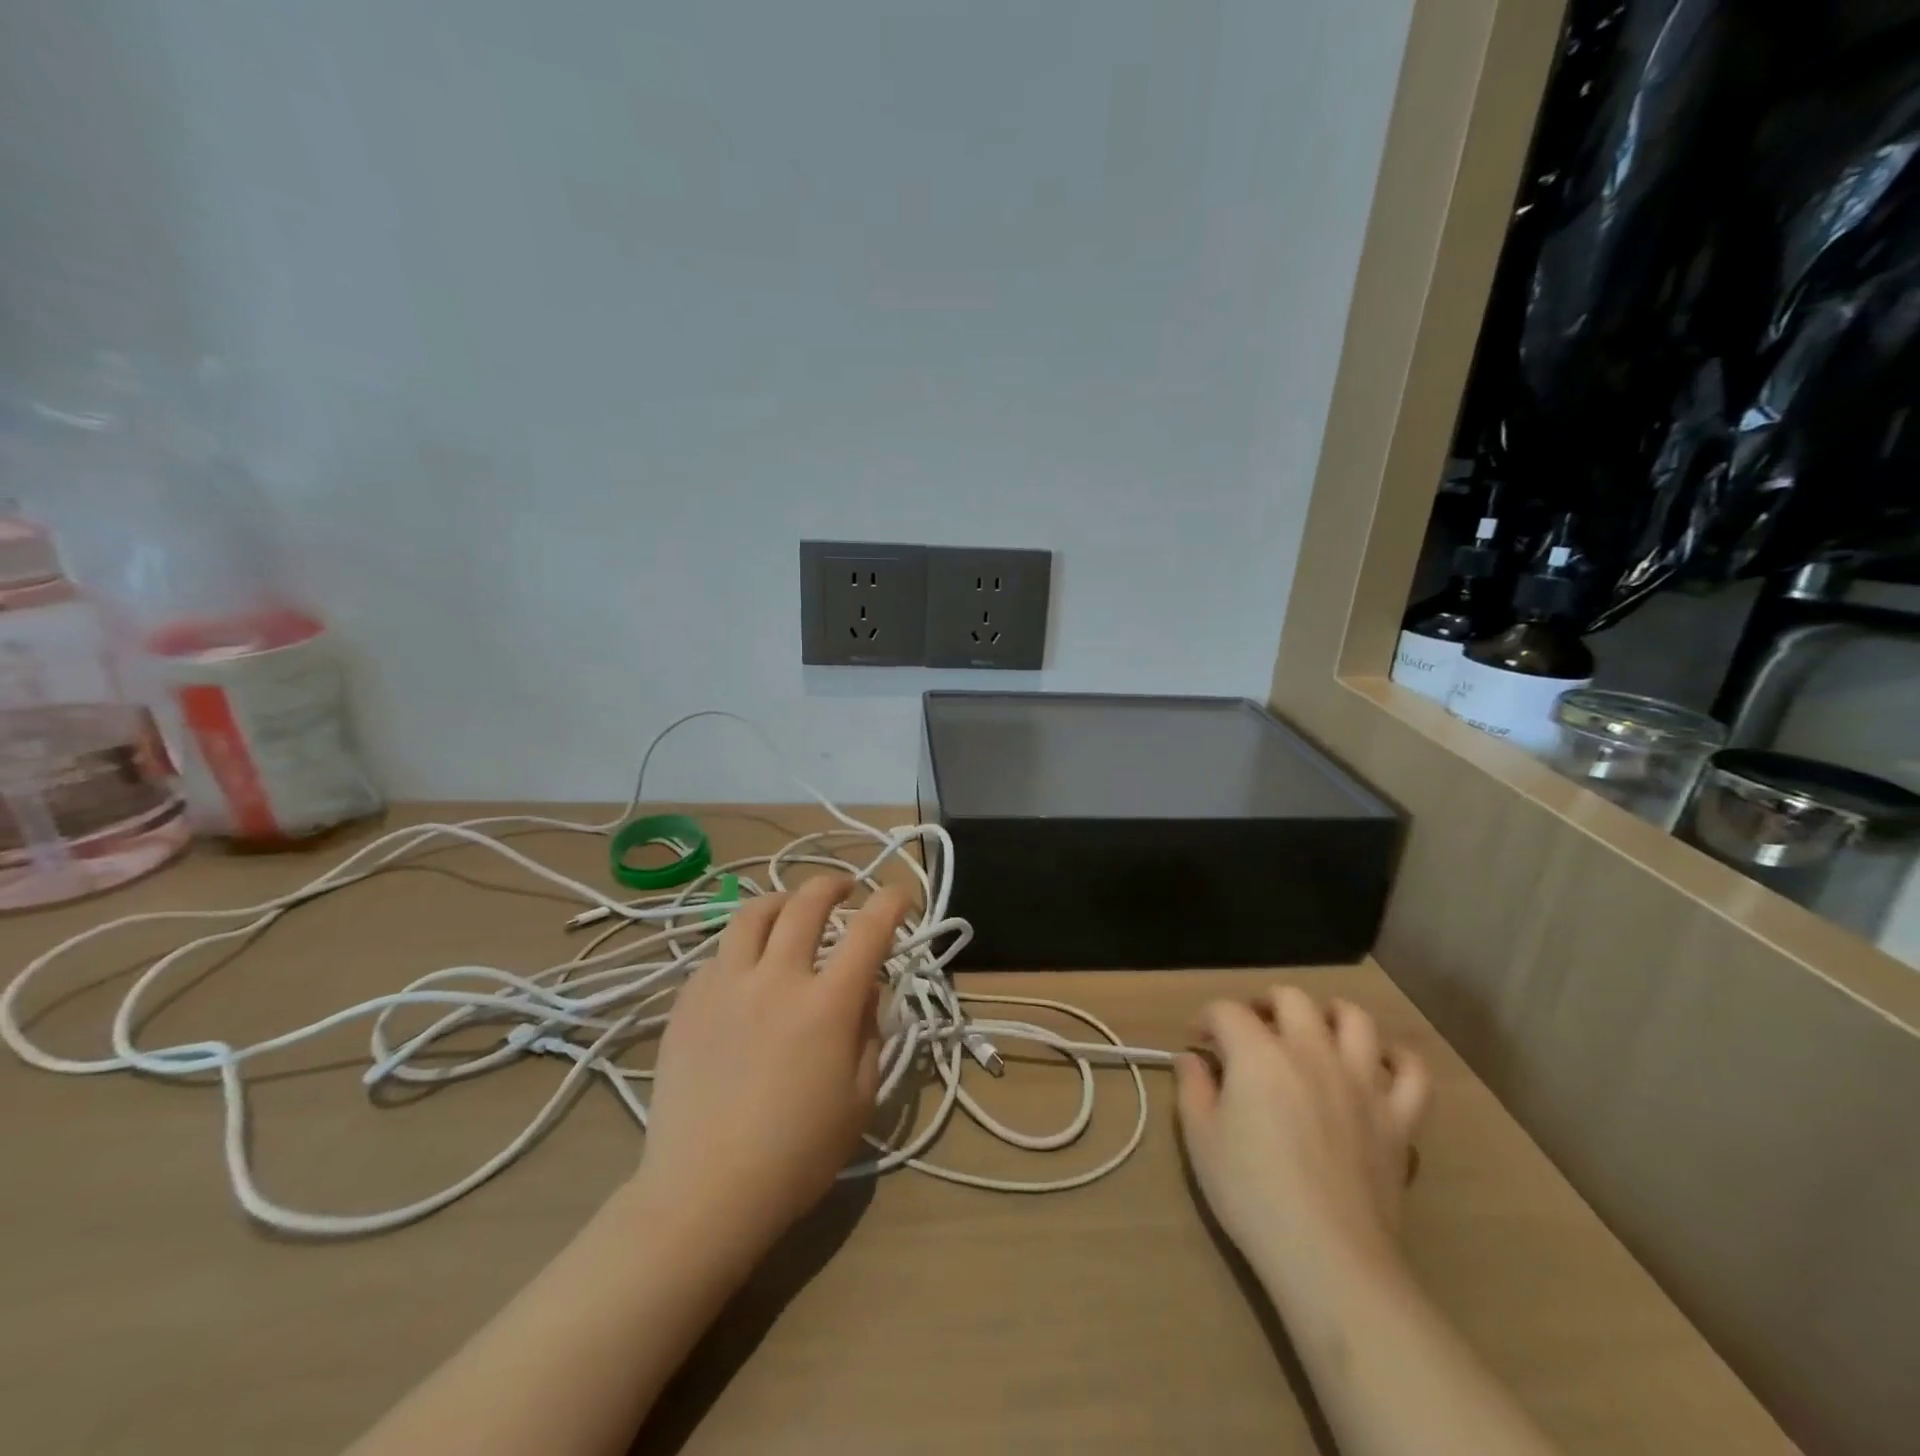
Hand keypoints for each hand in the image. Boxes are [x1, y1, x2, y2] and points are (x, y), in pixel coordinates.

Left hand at [633, 875, 908, 1261]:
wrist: (705, 1192)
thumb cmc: (797, 1155)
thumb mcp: (860, 1098)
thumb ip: (870, 1031)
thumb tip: (865, 987)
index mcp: (827, 1005)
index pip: (869, 931)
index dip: (891, 902)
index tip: (901, 894)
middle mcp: (776, 980)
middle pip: (806, 903)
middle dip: (833, 883)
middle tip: (845, 888)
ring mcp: (725, 986)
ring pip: (752, 914)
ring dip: (781, 901)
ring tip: (791, 909)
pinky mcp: (688, 1002)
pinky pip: (719, 954)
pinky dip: (743, 947)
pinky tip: (748, 968)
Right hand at [1176, 988, 1429, 1305]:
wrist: (1329, 1257)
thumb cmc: (1252, 1195)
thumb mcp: (1200, 1139)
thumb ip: (1193, 1088)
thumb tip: (1192, 1059)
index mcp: (1259, 1053)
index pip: (1227, 1012)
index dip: (1205, 1020)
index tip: (1196, 1043)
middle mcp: (1312, 1052)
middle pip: (1291, 998)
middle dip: (1264, 1004)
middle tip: (1251, 1030)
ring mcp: (1362, 1081)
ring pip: (1355, 1019)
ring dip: (1330, 1014)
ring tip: (1314, 1031)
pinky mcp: (1398, 1118)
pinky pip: (1413, 1072)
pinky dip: (1398, 1059)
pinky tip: (1379, 1063)